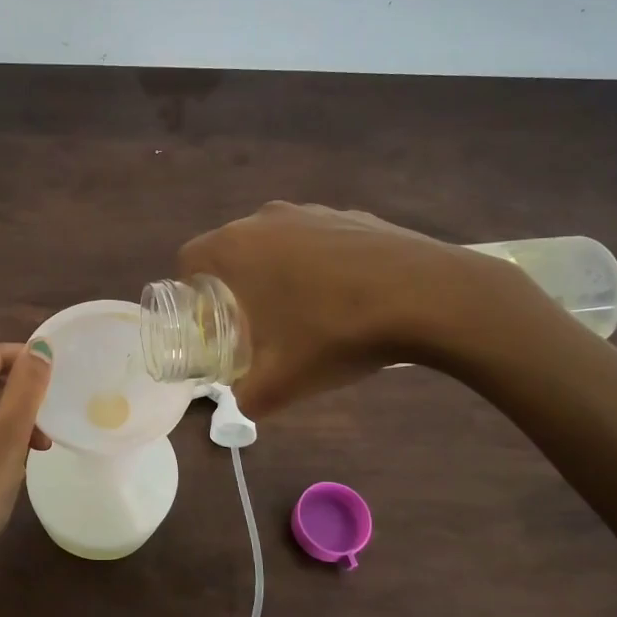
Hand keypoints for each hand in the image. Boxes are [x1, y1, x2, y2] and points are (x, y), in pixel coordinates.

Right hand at [178, 202, 545, 416]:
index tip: (209, 322)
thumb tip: (242, 405)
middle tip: (251, 324)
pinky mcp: (351, 215)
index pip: (189, 260)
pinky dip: (317, 263)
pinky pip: (316, 239)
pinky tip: (345, 297)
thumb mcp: (282, 382)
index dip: (190, 292)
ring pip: (275, 242)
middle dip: (233, 285)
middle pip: (231, 249)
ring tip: (301, 312)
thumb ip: (247, 399)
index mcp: (236, 248)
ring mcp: (312, 211)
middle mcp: (266, 219)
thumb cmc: (335, 333)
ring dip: (275, 272)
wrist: (427, 296)